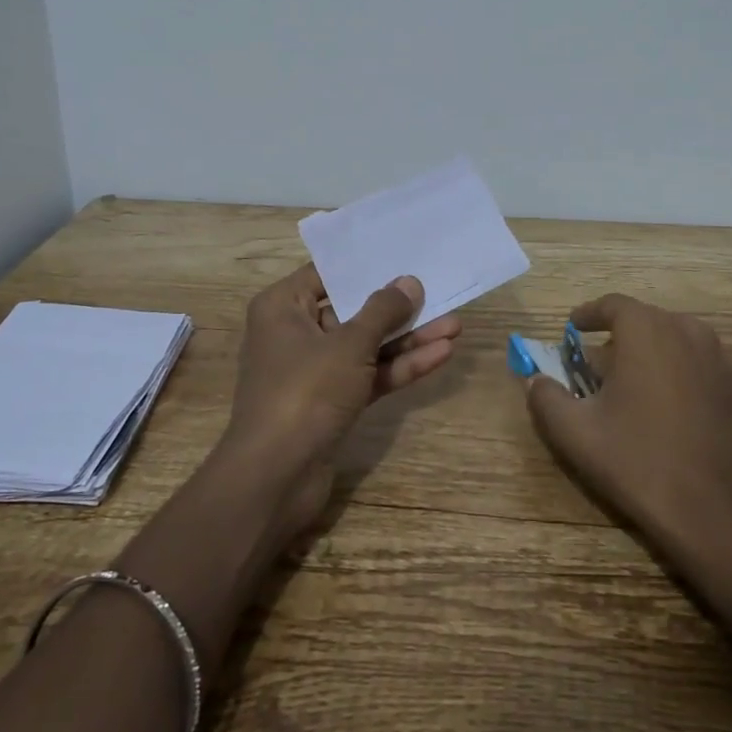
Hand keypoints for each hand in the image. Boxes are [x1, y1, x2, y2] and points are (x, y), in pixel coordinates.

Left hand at [218, 264, 461, 539]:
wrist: (276, 477)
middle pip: (353, 311)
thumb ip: (382, 312)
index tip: (404, 254)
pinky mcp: (332, 402)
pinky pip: (369, 375)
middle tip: (439, 291)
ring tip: (455, 326)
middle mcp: (295, 333)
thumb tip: (408, 282)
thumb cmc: (305, 392)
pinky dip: (400, 367)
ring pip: (367, 346)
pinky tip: (440, 355)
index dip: (367, 266)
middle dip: (398, 307)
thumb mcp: (349, 345)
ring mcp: (315, 371)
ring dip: (408, 339)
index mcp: (283, 307)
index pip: (328, 274)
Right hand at [526, 293, 731, 568]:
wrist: (708, 509)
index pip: (613, 305)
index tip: (572, 330)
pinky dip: (678, 363)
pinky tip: (667, 395)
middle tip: (595, 366)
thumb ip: (545, 397)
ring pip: (673, 335)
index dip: (588, 315)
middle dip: (616, 336)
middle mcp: (686, 330)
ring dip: (649, 347)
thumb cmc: (636, 461)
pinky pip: (698, 356)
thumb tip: (536, 380)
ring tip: (630, 379)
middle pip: (643, 319)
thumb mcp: (574, 431)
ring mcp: (718, 355)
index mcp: (646, 331)